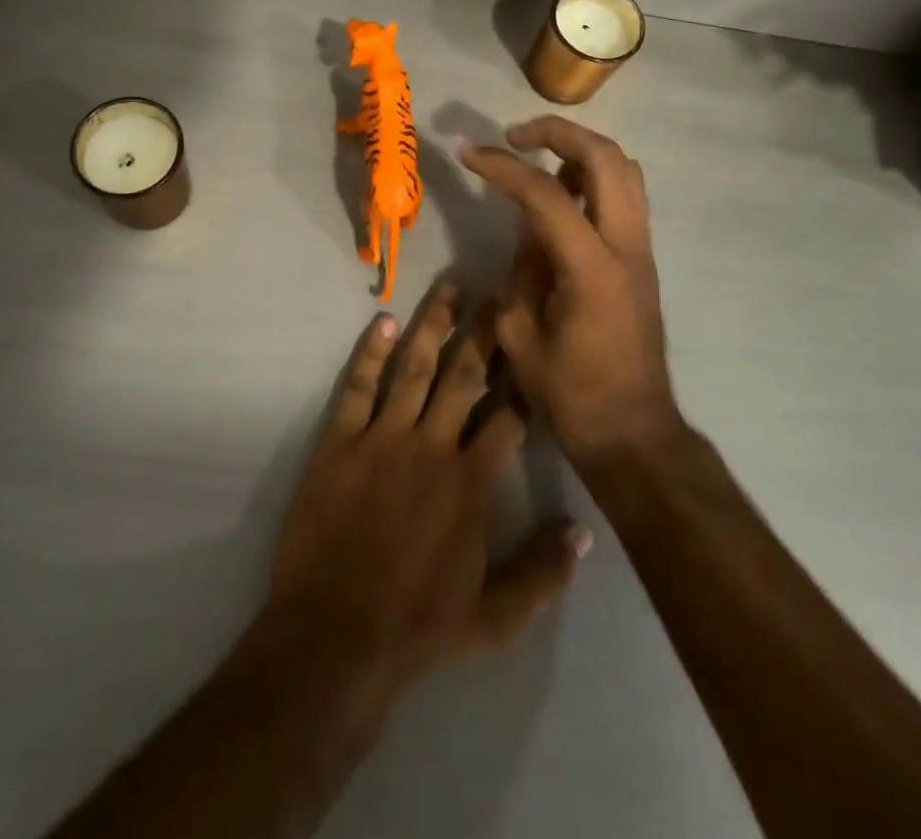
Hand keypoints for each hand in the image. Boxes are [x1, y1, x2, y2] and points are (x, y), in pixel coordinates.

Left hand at [261, 282, 589, 708]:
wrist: (335, 635)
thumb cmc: (418, 627)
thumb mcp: (495, 619)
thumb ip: (544, 573)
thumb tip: (585, 531)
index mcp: (472, 482)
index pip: (509, 416)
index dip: (523, 380)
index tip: (534, 345)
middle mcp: (432, 446)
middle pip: (464, 375)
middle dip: (485, 332)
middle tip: (498, 292)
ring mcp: (382, 438)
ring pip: (414, 368)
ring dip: (434, 324)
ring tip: (450, 286)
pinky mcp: (340, 441)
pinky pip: (359, 386)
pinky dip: (370, 352)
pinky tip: (383, 320)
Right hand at [460, 117, 676, 463]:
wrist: (633, 432)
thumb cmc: (570, 394)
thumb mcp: (519, 333)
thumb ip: (521, 269)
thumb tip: (527, 227)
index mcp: (592, 269)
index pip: (546, 194)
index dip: (502, 166)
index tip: (467, 153)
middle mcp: (627, 247)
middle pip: (606, 158)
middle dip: (557, 132)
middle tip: (514, 136)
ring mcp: (642, 251)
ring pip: (625, 170)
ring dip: (581, 150)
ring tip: (538, 160)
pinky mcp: (643, 259)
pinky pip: (625, 196)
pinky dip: (594, 178)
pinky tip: (561, 196)